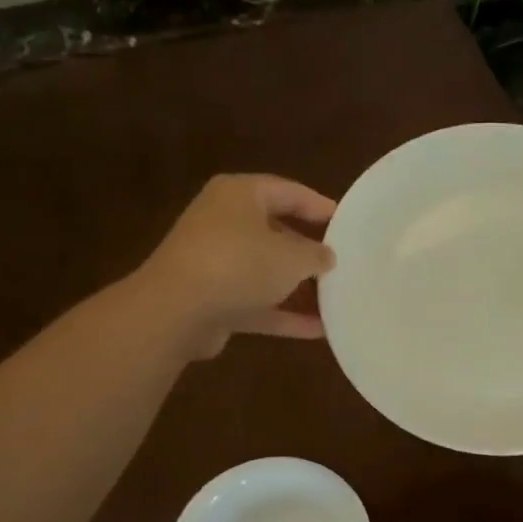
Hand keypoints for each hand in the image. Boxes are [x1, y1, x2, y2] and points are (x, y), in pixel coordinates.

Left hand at [139, 174, 337, 357]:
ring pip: (265, 270)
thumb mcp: (291, 256)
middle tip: (340, 262)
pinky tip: (318, 330)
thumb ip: (315, 254)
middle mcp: (224, 222)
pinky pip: (256, 302)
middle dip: (307, 250)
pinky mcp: (212, 299)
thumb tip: (327, 256)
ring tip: (335, 298)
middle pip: (275, 231)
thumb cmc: (239, 264)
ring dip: (298, 287)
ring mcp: (215, 262)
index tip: (346, 222)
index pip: (287, 191)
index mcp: (239, 195)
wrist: (176, 311)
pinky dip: (283, 314)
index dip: (319, 205)